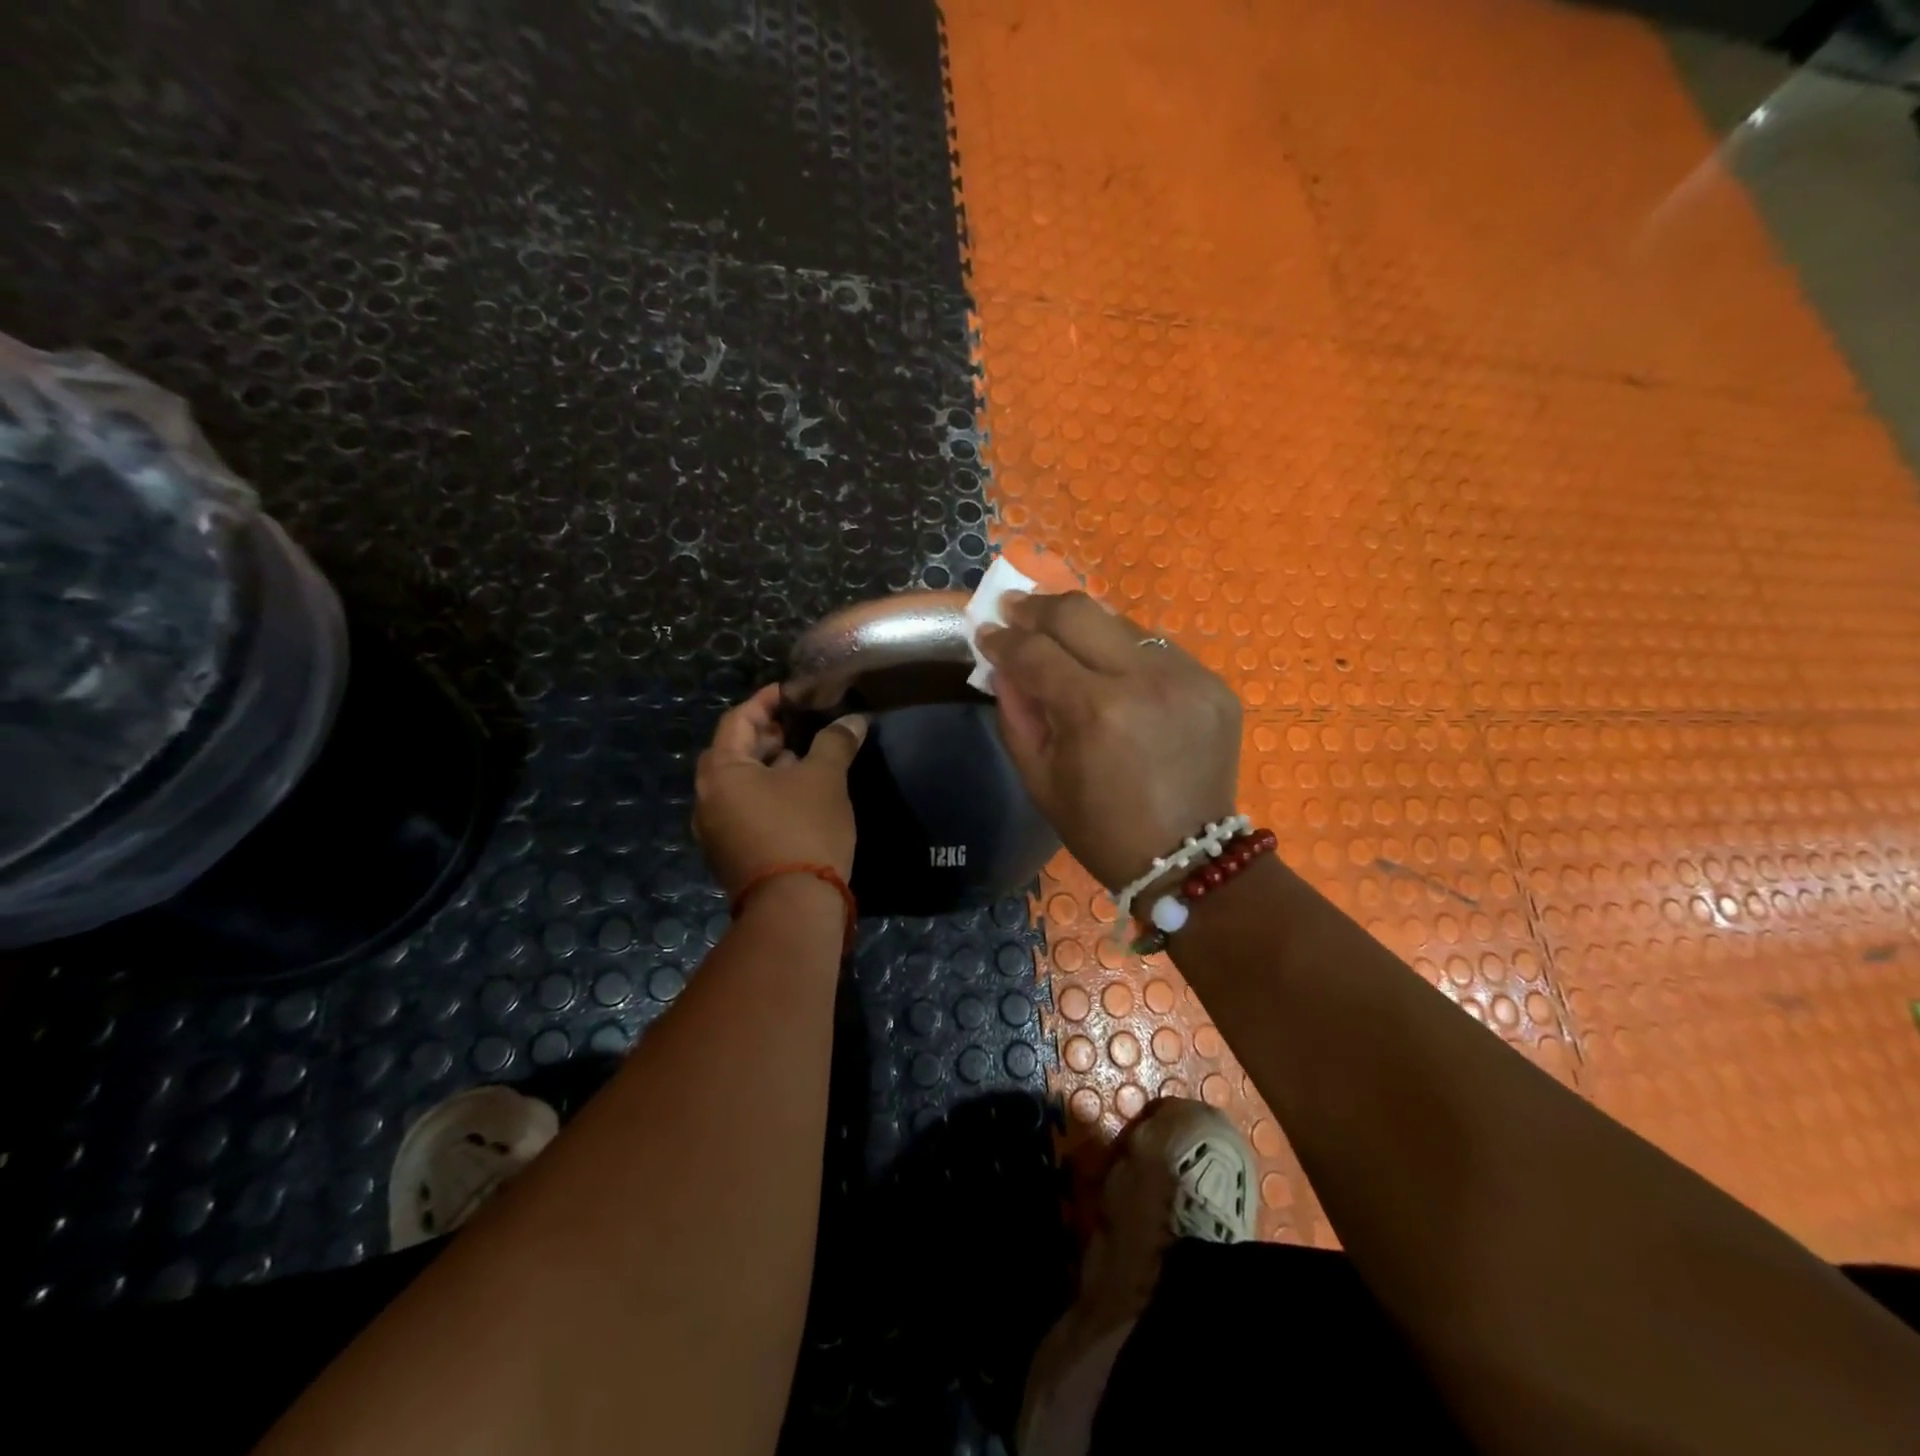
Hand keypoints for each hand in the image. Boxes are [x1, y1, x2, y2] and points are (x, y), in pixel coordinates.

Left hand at [693, 684, 867, 893]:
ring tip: (804, 760)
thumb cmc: (805, 829)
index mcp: (721, 772)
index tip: (791, 692)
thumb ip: (835, 742)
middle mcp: (707, 798)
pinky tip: (797, 797)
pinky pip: (743, 809)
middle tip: (799, 727)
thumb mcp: (825, 778)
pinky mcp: (729, 854)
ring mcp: (714, 830)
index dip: (766, 702)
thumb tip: (852, 720)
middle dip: (766, 735)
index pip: (738, 720)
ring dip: (767, 766)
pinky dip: (766, 794)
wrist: (794, 907)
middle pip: (733, 752)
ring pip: (738, 784)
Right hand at [977, 592, 1241, 890]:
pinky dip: (1125, 652)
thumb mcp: (1040, 779)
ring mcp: (1188, 677)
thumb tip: (1001, 664)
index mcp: (1096, 711)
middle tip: (1015, 608)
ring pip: (1122, 623)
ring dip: (1084, 627)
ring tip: (1061, 637)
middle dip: (1038, 607)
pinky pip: (1157, 648)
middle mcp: (1145, 679)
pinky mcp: (1214, 684)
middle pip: (1080, 612)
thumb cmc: (1101, 829)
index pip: (1035, 651)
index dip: (1003, 639)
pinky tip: (1112, 670)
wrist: (1188, 859)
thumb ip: (1015, 713)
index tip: (985, 632)